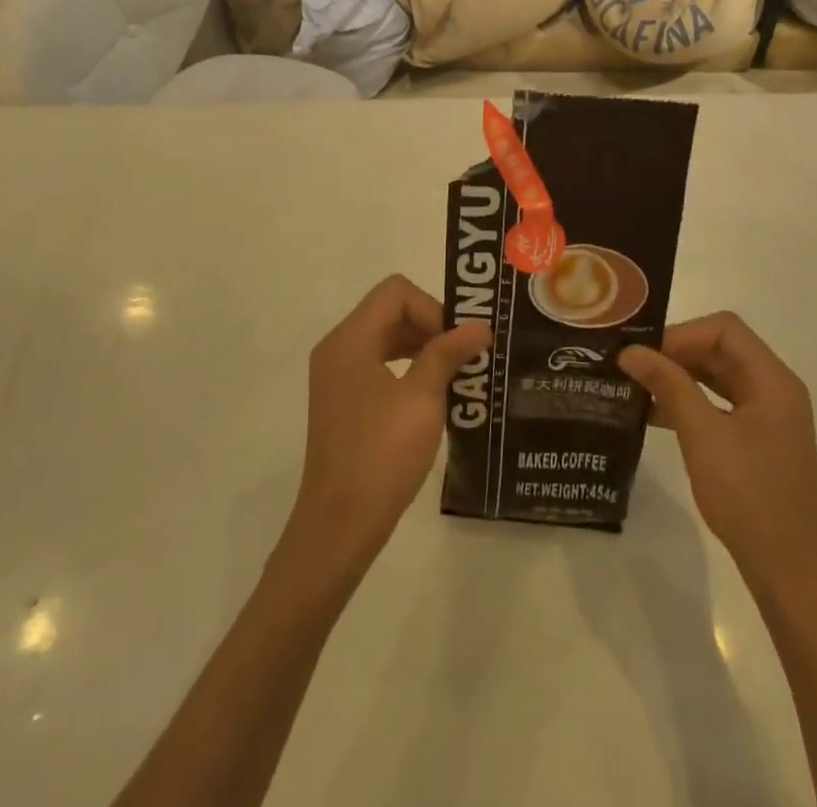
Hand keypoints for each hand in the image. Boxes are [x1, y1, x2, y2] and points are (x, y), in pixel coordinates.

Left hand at [289, 275, 490, 573]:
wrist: (339, 524)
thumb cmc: (381, 455)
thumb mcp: (422, 399)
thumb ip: (448, 354)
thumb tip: (479, 326)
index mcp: (350, 340)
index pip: (395, 292)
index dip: (432, 307)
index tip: (458, 341)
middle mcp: (338, 349)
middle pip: (389, 312)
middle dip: (431, 325)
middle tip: (466, 353)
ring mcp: (337, 376)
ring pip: (385, 338)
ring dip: (422, 347)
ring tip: (457, 372)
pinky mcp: (344, 401)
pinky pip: (379, 365)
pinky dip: (408, 368)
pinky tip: (435, 394)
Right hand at [618, 313, 816, 599]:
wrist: (789, 574)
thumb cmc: (749, 498)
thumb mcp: (702, 436)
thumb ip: (668, 385)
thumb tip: (630, 350)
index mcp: (773, 380)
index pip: (724, 329)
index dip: (681, 334)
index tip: (644, 354)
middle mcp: (775, 389)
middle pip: (721, 349)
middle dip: (676, 353)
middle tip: (632, 366)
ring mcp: (768, 416)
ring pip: (717, 376)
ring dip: (679, 377)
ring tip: (636, 386)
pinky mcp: (758, 440)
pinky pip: (719, 403)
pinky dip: (689, 401)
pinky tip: (655, 414)